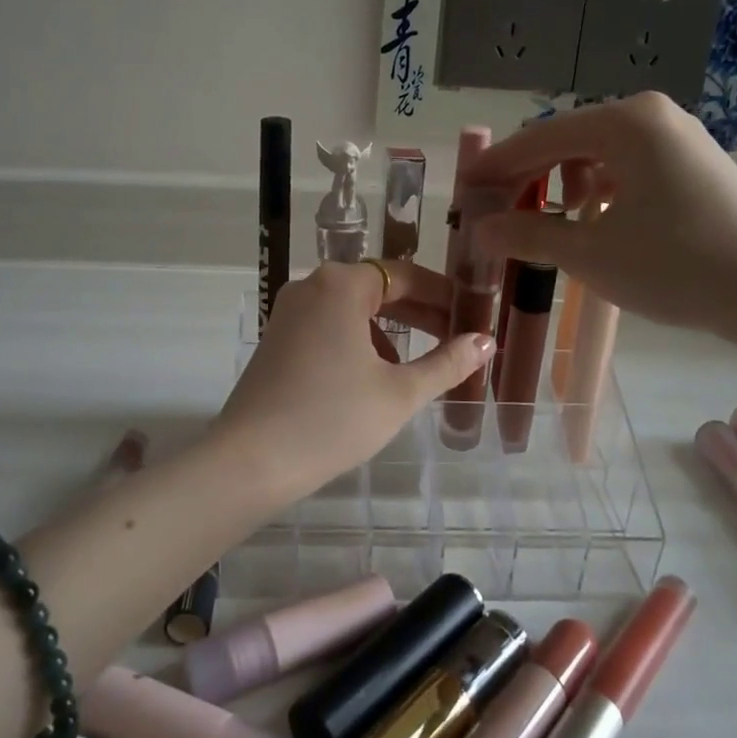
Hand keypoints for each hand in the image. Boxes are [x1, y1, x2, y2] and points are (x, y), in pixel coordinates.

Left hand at [212, 260, 493, 498]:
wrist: (251, 461)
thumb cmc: (332, 420)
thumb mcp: (399, 392)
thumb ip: (447, 363)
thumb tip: (485, 341)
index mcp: (341, 285)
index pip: (407, 276)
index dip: (445, 295)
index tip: (475, 315)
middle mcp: (312, 286)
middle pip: (379, 289)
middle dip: (421, 313)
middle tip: (459, 338)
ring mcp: (290, 312)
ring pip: (354, 310)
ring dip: (392, 330)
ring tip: (423, 363)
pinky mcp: (278, 338)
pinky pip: (330, 326)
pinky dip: (361, 342)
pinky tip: (377, 376)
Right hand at [467, 93, 736, 337]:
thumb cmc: (675, 265)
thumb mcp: (589, 252)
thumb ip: (527, 234)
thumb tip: (480, 230)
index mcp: (624, 122)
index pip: (539, 138)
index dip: (497, 167)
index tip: (464, 191)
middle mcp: (650, 115)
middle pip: (567, 140)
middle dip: (529, 177)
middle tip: (498, 213)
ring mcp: (678, 136)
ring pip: (597, 153)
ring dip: (562, 185)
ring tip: (552, 223)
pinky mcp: (694, 162)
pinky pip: (628, 166)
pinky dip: (599, 190)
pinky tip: (595, 222)